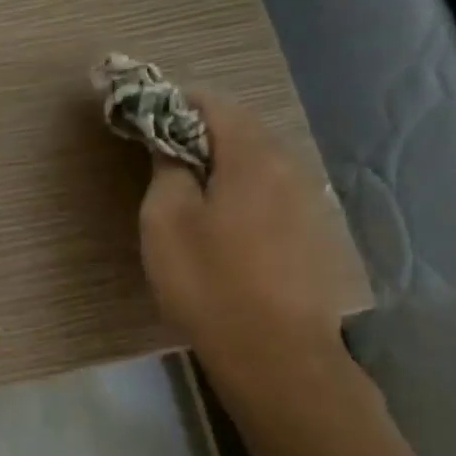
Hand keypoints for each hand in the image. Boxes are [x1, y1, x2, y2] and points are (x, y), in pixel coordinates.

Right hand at [139, 93, 342, 368]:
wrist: (275, 353)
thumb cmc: (209, 281)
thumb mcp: (166, 221)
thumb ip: (167, 170)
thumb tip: (172, 145)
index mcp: (252, 156)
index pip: (213, 102)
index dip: (174, 102)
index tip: (143, 116)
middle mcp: (289, 166)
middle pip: (240, 128)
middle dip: (197, 130)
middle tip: (158, 151)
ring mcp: (307, 200)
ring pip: (257, 161)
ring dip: (221, 161)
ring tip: (187, 185)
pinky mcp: (312, 232)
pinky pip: (270, 190)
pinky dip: (241, 188)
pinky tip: (223, 220)